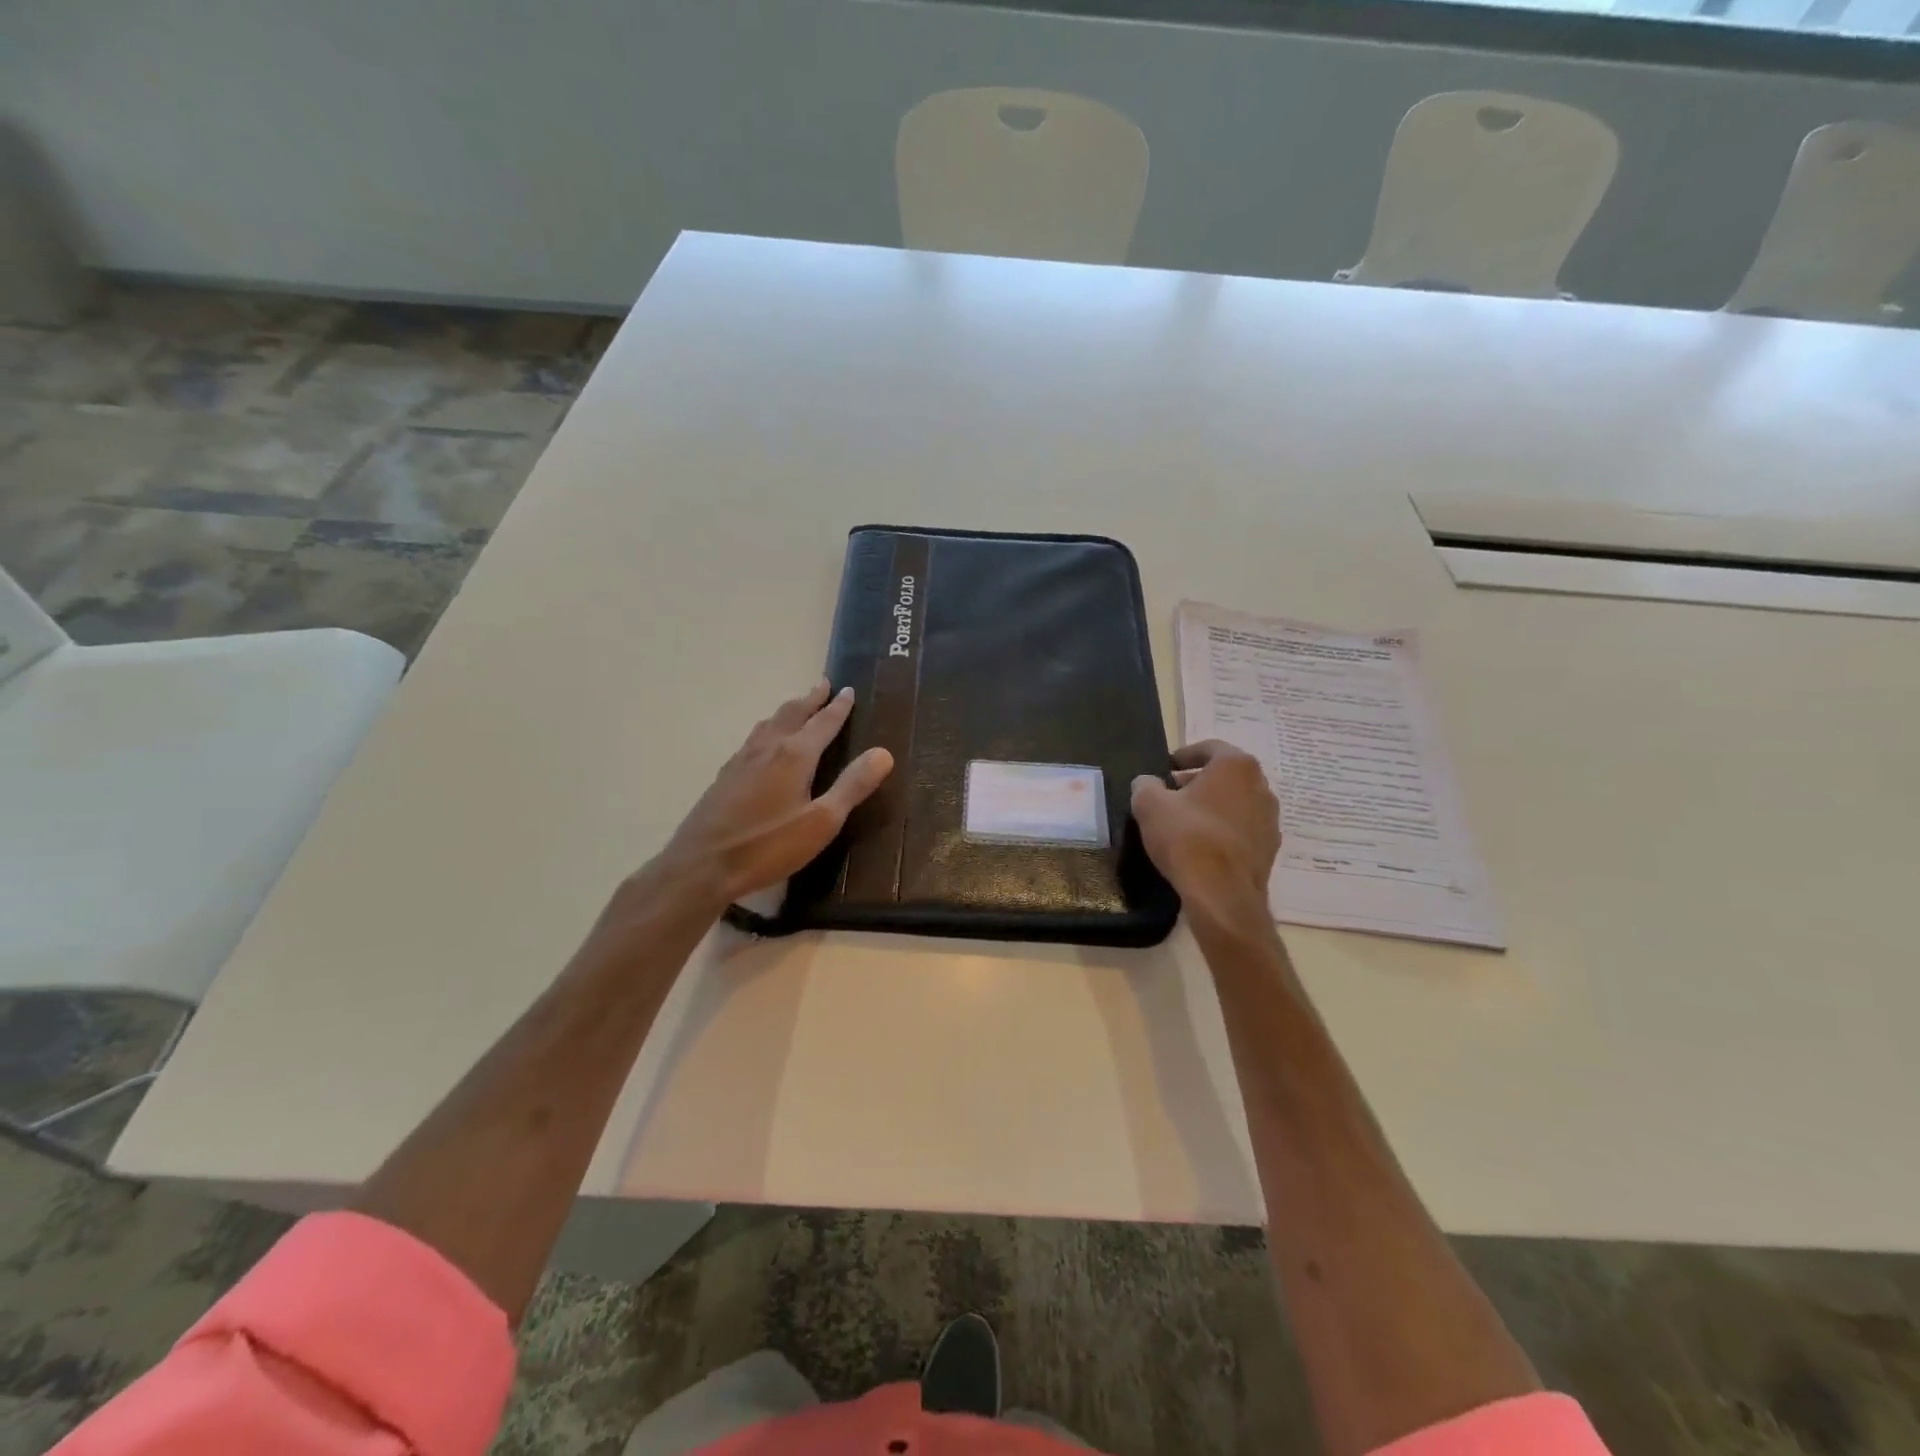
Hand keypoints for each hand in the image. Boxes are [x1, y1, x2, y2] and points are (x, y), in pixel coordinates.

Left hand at [660, 680, 893, 904]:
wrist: (701, 865)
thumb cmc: (768, 845)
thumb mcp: (822, 821)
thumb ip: (853, 785)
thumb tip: (883, 752)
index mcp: (795, 755)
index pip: (823, 722)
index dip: (839, 707)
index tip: (849, 690)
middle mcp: (768, 748)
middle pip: (792, 714)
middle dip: (811, 699)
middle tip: (824, 685)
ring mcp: (742, 760)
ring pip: (769, 723)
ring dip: (788, 711)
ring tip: (798, 706)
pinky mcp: (725, 776)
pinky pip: (753, 738)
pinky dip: (769, 728)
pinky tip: (764, 743)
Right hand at [1131, 741, 1279, 920]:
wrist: (1221, 894)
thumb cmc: (1186, 837)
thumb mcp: (1149, 804)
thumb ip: (1146, 784)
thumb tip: (1148, 782)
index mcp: (1235, 765)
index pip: (1209, 748)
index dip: (1184, 755)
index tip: (1166, 768)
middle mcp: (1261, 786)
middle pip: (1226, 774)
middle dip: (1199, 781)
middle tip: (1172, 793)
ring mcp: (1270, 819)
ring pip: (1237, 802)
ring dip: (1214, 806)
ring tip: (1186, 820)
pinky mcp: (1270, 848)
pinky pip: (1243, 828)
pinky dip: (1224, 829)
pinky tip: (1203, 845)